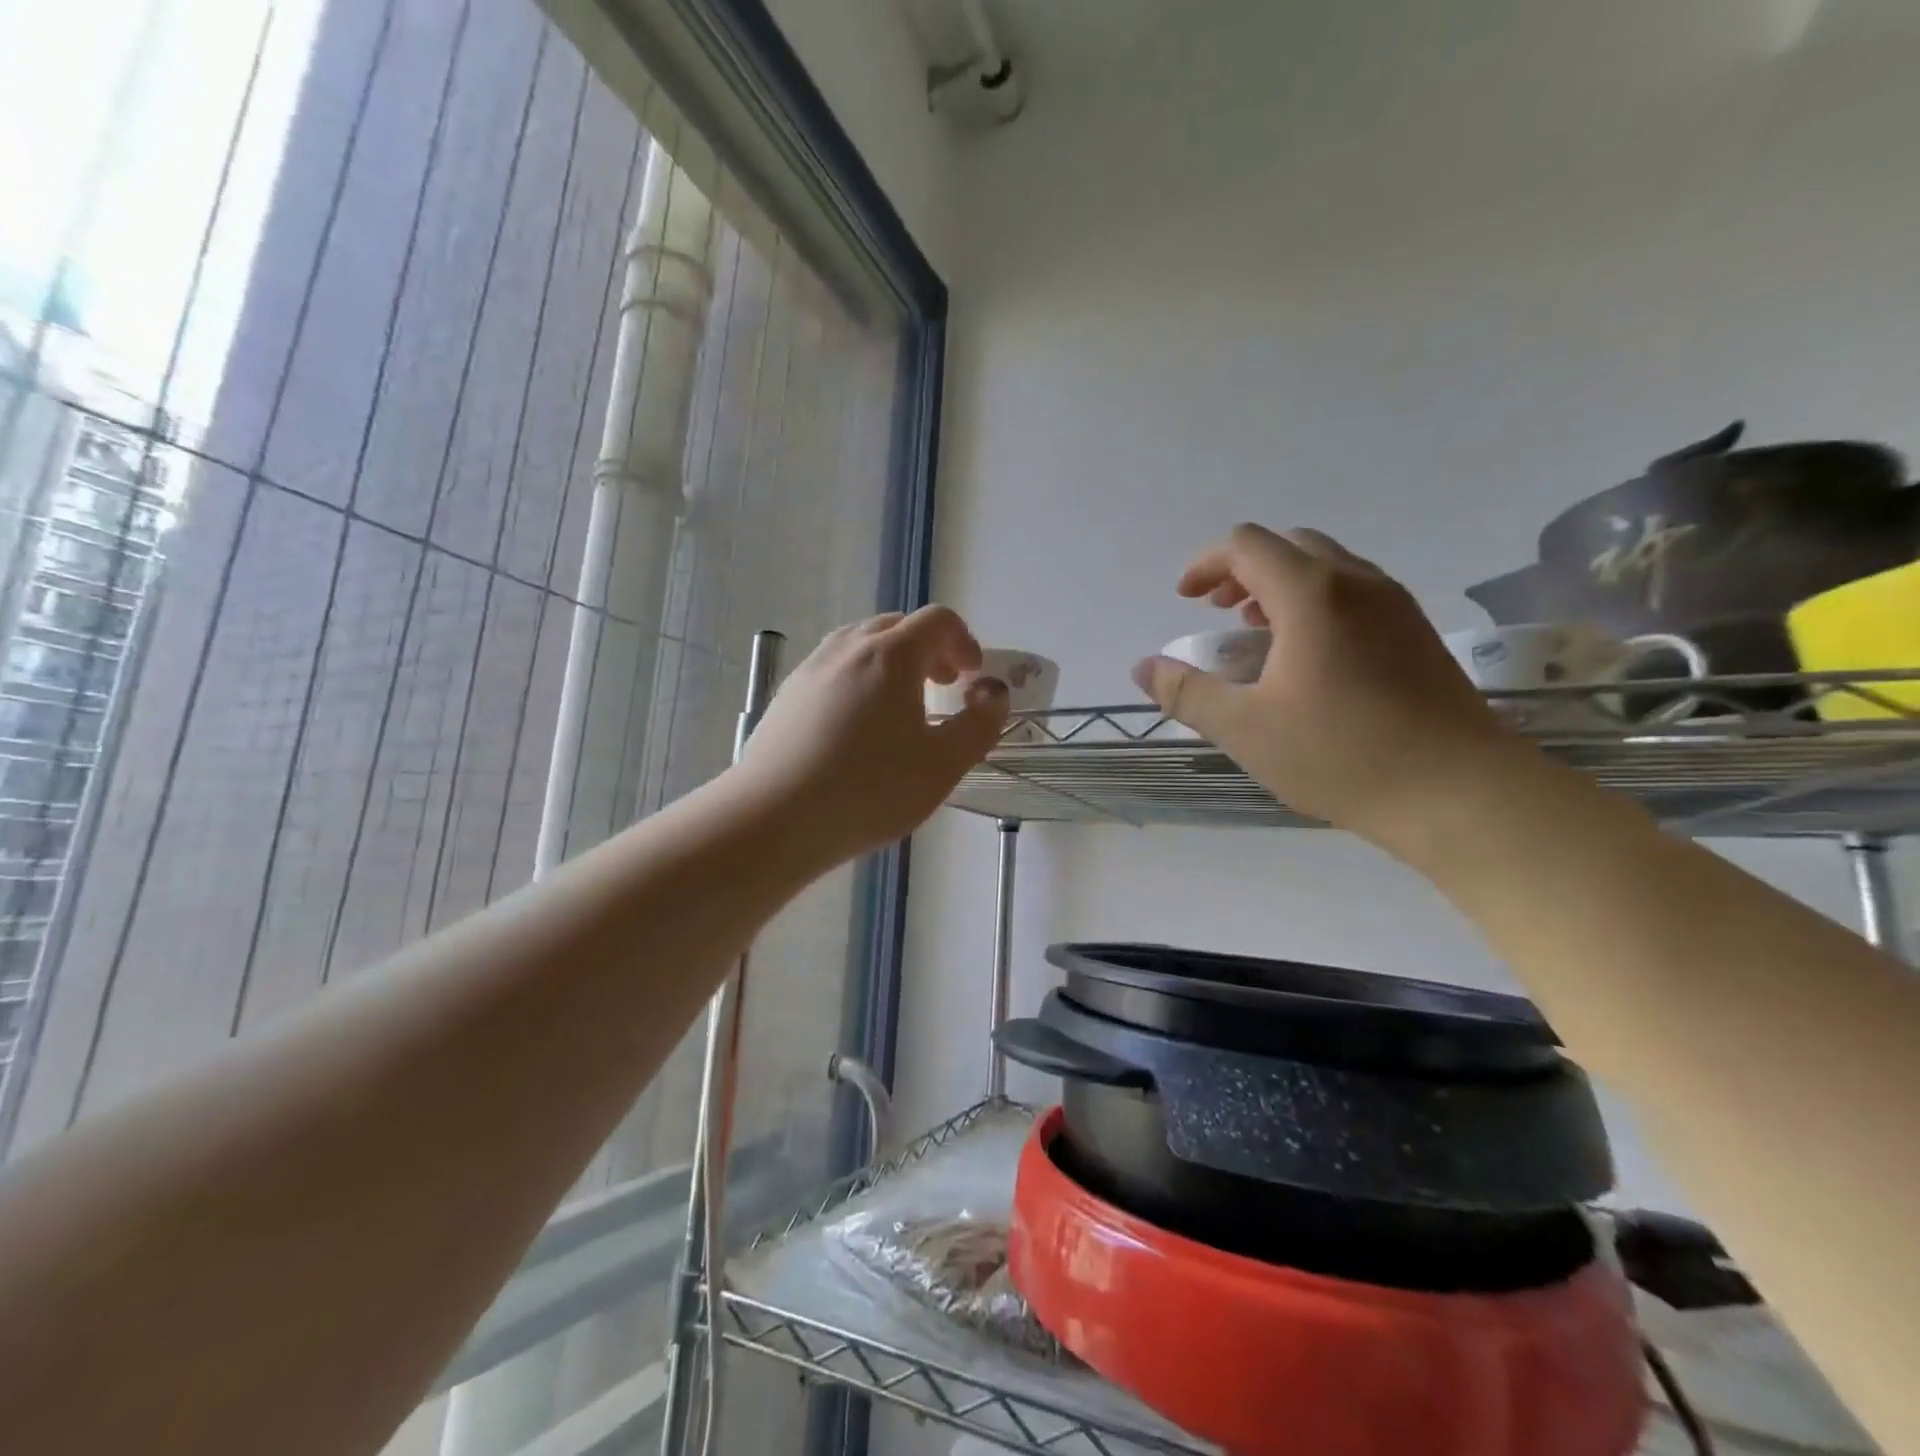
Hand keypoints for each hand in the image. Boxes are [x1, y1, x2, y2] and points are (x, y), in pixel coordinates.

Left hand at [735, 607, 1009, 862]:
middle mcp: (848, 648)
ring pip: (860, 645)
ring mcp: (811, 669)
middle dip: (929, 649)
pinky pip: (833, 670)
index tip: (972, 677)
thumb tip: (992, 694)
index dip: (964, 641)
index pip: (938, 620)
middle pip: (897, 626)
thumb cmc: (869, 790)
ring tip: (900, 706)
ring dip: (891, 663)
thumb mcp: (942, 765)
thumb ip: (979, 725)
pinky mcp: (786, 696)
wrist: (773, 818)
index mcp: (891, 654)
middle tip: (943, 686)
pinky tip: (857, 729)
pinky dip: (858, 680)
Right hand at [1133, 524, 1527, 852]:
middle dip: (1243, 570)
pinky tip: (1308, 658)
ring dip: (1281, 586)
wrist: (1458, 791)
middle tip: (1219, 612)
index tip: (1185, 600)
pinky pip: (1354, 593)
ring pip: (1327, 567)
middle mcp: (1357, 582)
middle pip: (1289, 546)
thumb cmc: (1341, 755)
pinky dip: (1316, 603)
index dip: (1205, 564)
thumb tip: (1144, 668)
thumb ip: (1187, 693)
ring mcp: (1395, 605)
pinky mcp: (1417, 632)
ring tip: (1258, 633)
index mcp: (1312, 594)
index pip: (1246, 545)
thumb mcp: (1244, 729)